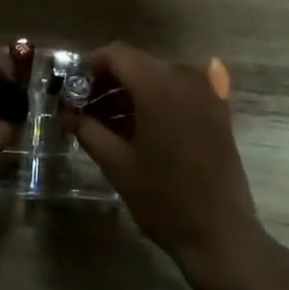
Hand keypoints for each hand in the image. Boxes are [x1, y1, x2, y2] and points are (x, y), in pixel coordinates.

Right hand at [72, 43, 265, 273]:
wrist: (220, 234)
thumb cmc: (163, 198)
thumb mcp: (117, 164)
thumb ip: (88, 130)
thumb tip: (68, 114)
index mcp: (159, 85)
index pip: (117, 55)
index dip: (89, 66)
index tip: (71, 88)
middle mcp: (186, 79)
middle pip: (138, 64)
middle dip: (107, 82)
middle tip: (82, 108)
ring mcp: (206, 94)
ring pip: (157, 78)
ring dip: (129, 94)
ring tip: (103, 123)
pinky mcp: (217, 112)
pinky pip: (177, 94)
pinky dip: (153, 103)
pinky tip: (135, 130)